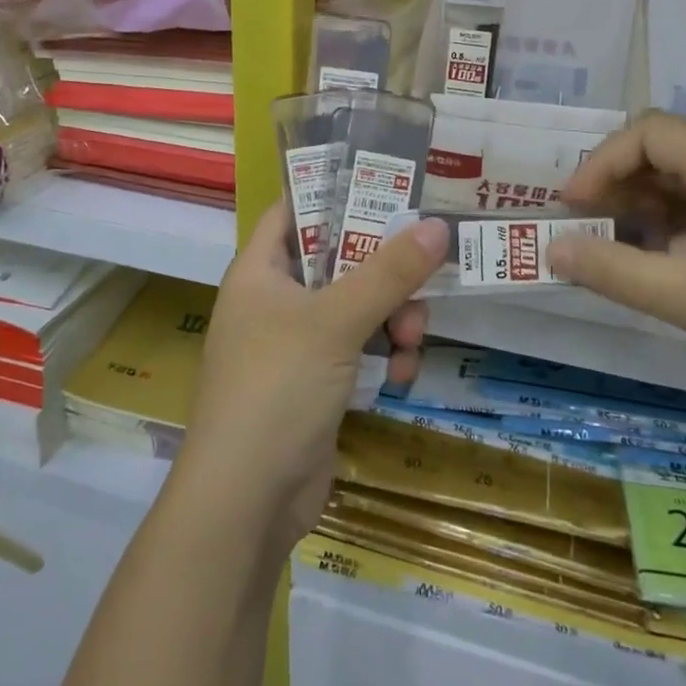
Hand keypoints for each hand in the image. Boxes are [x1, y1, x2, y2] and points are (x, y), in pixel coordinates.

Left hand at [177, 202, 449, 554]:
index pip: (295, 211)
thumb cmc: (277, 388)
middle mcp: (274, 301)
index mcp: (260, 271)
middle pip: (339, 262)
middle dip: (383, 273)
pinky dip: (381, 358)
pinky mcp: (316, 384)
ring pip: (356, 309)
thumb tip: (437, 226)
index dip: (335, 193)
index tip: (387, 186)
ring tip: (409, 340)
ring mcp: (295, 345)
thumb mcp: (335, 321)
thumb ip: (388, 273)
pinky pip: (359, 352)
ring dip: (391, 320)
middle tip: (420, 280)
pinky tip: (398, 376)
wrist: (248, 499)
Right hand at [548, 111, 685, 428]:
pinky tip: (668, 275)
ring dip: (646, 214)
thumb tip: (551, 249)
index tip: (572, 210)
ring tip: (617, 256)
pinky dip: (679, 237)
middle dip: (618, 187)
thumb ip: (615, 271)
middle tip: (585, 232)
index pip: (651, 133)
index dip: (601, 163)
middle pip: (670, 156)